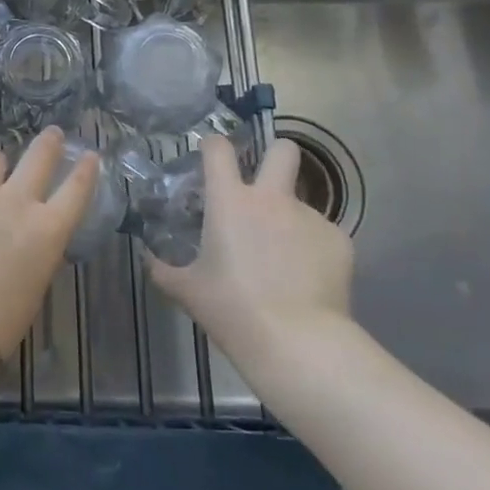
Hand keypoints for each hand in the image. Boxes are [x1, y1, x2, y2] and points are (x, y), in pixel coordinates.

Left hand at [0, 127, 98, 354]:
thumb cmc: (1, 322)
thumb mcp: (35, 283)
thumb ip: (36, 250)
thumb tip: (28, 236)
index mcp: (48, 229)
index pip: (77, 189)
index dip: (86, 170)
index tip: (90, 156)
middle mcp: (17, 201)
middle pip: (39, 157)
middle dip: (49, 143)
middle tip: (52, 134)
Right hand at [147, 134, 353, 366]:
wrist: (298, 343)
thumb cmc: (233, 310)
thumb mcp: (187, 291)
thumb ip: (163, 269)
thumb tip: (148, 258)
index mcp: (229, 200)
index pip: (218, 148)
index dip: (213, 146)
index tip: (210, 158)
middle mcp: (272, 198)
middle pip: (282, 150)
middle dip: (275, 155)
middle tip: (265, 183)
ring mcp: (310, 218)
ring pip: (300, 203)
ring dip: (289, 220)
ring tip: (284, 260)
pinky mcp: (340, 242)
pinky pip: (322, 235)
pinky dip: (313, 250)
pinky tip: (307, 280)